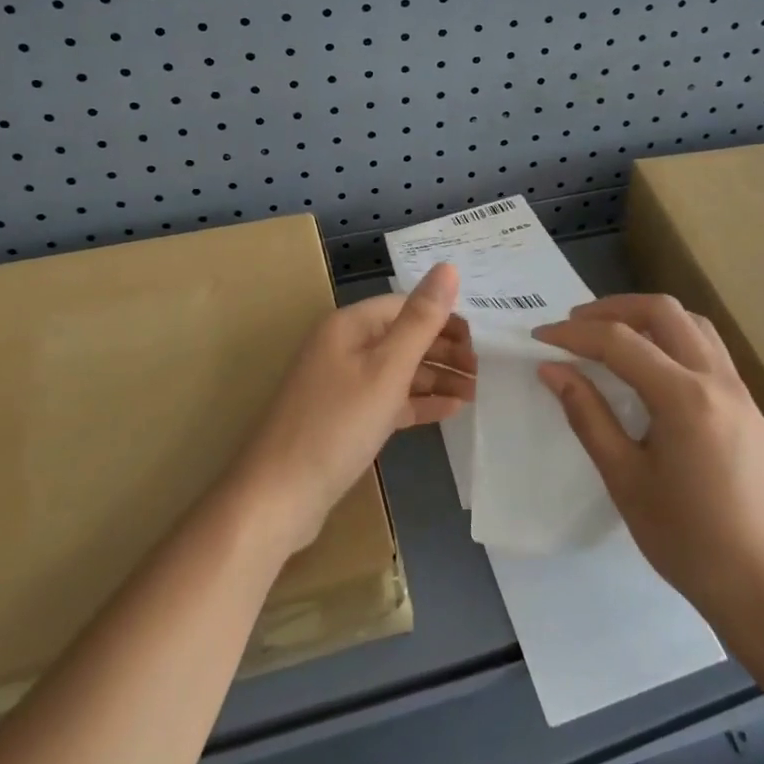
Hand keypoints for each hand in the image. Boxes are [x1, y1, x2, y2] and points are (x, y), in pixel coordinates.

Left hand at [232, 264, 473, 553]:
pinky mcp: (345, 417)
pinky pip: (388, 399)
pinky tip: (450, 410)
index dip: (444, 318)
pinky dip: (418, 402)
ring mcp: (342, 384)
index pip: (405, 306)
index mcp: (350, 326)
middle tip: (484, 371)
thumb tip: (449, 267)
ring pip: (399, 370)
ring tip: (477, 391)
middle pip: (403, 337)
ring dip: (436, 377)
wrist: (279, 496)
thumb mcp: (387, 369)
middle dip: (444, 350)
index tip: (481, 340)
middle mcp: (344, 347)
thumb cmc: (337, 424)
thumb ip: (421, 320)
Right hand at [533, 294, 763, 620]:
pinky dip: (672, 337)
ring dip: (647, 317)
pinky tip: (651, 365)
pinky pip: (707, 347)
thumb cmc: (689, 541)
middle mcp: (716, 379)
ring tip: (611, 336)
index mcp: (685, 397)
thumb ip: (588, 416)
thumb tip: (552, 369)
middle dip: (613, 308)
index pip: (620, 341)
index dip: (574, 334)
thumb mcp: (626, 480)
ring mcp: (739, 389)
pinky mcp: (748, 405)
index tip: (539, 337)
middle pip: (662, 311)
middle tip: (575, 325)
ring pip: (691, 322)